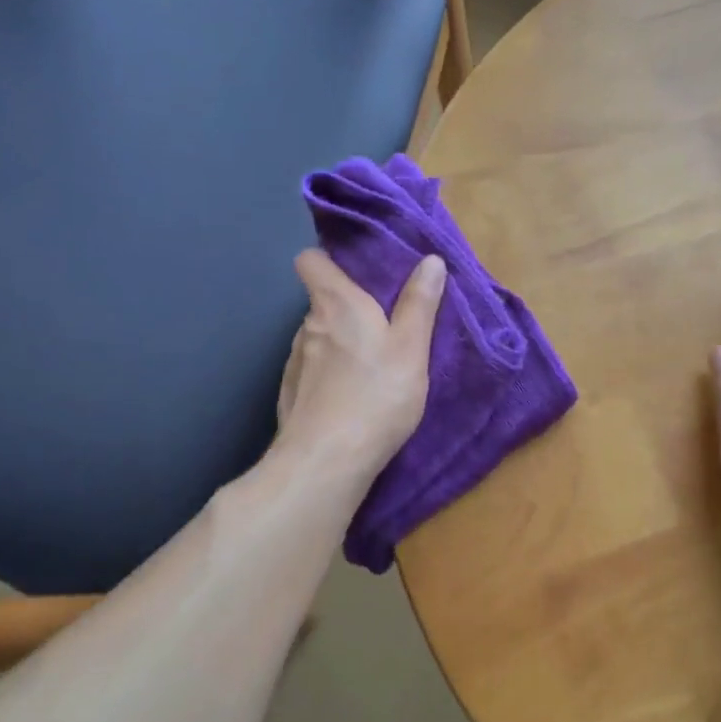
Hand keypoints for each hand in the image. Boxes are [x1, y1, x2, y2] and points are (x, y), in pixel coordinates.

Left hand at [276, 250, 445, 481]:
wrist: (326, 461)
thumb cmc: (376, 395)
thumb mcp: (411, 347)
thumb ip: (419, 303)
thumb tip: (430, 260)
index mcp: (336, 304)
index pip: (310, 260)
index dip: (328, 260)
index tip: (355, 273)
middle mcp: (307, 326)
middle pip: (321, 303)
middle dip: (347, 309)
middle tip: (382, 328)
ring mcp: (294, 362)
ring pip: (318, 340)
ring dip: (339, 345)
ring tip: (369, 369)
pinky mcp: (290, 395)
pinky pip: (312, 372)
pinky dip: (329, 377)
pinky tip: (349, 400)